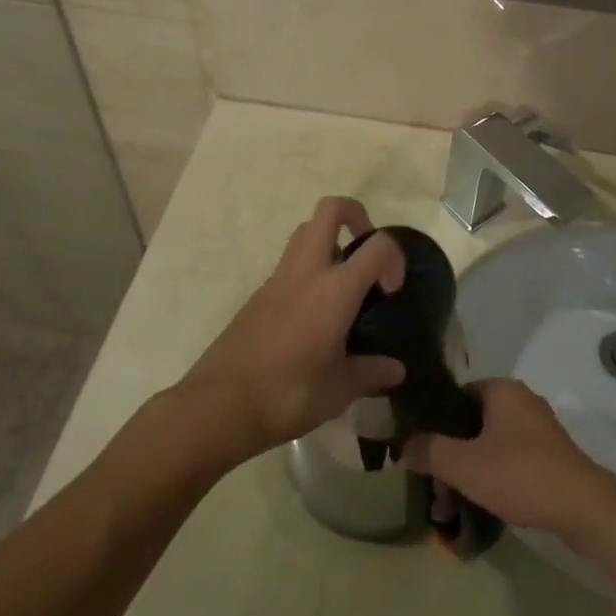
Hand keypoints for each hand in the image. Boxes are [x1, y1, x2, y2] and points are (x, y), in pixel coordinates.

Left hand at [177, 198, 406, 463]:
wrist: (219, 405)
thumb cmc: (288, 394)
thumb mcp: (338, 390)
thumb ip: (370, 373)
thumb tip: (396, 370)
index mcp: (335, 289)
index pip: (378, 245)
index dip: (394, 258)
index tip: (391, 291)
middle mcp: (306, 271)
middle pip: (330, 210)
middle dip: (355, 217)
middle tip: (366, 255)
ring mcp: (278, 279)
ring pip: (306, 232)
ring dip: (329, 242)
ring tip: (342, 285)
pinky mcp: (258, 294)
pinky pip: (289, 264)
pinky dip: (308, 271)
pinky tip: (313, 316)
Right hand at [403, 380, 615, 542]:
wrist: (583, 507)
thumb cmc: (520, 474)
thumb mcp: (464, 465)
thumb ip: (430, 451)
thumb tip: (404, 445)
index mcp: (502, 390)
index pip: (456, 395)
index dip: (435, 423)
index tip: (421, 453)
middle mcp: (521, 401)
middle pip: (472, 425)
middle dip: (451, 458)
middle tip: (435, 491)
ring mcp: (539, 430)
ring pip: (490, 446)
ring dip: (469, 473)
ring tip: (452, 509)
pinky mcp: (551, 457)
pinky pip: (511, 461)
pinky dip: (493, 480)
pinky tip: (482, 507)